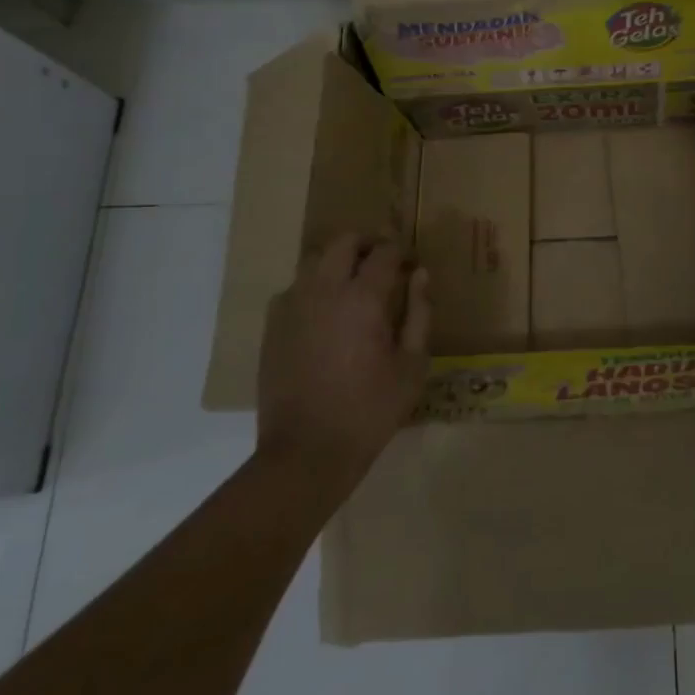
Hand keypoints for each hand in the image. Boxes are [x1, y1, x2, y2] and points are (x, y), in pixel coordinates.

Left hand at [255, 233, 431, 490]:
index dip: (402, 249)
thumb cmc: (370, 410)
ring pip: (314, 259)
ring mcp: (292, 305)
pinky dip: (314, 287)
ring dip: (338, 261)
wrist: (306, 452)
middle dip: (367, 243)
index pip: (385, 251)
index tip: (413, 262)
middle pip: (343, 242)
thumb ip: (420, 314)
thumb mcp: (412, 366)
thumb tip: (421, 275)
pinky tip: (326, 313)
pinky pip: (295, 288)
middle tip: (384, 262)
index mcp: (362, 298)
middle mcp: (324, 290)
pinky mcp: (273, 326)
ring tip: (353, 284)